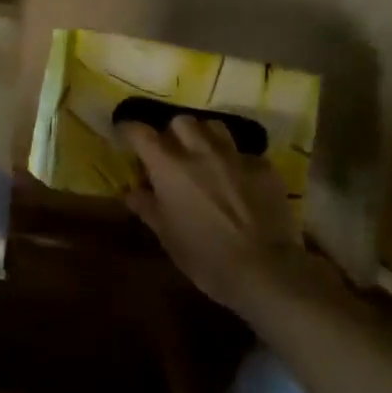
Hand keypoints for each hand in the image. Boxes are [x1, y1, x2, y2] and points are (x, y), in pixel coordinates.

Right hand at [120, 116, 304, 313]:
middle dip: (172, 133)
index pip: (141, 132)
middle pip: (181, 121)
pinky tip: (239, 181)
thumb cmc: (206, 258)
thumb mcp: (168, 237)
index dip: (129, 130)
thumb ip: (148, 208)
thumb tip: (132, 192)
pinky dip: (236, 162)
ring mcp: (235, 157)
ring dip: (204, 137)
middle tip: (172, 153)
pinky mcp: (264, 167)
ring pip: (214, 127)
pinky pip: (244, 153)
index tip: (125, 135)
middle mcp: (200, 152)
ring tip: (204, 157)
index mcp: (169, 168)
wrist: (266, 271)